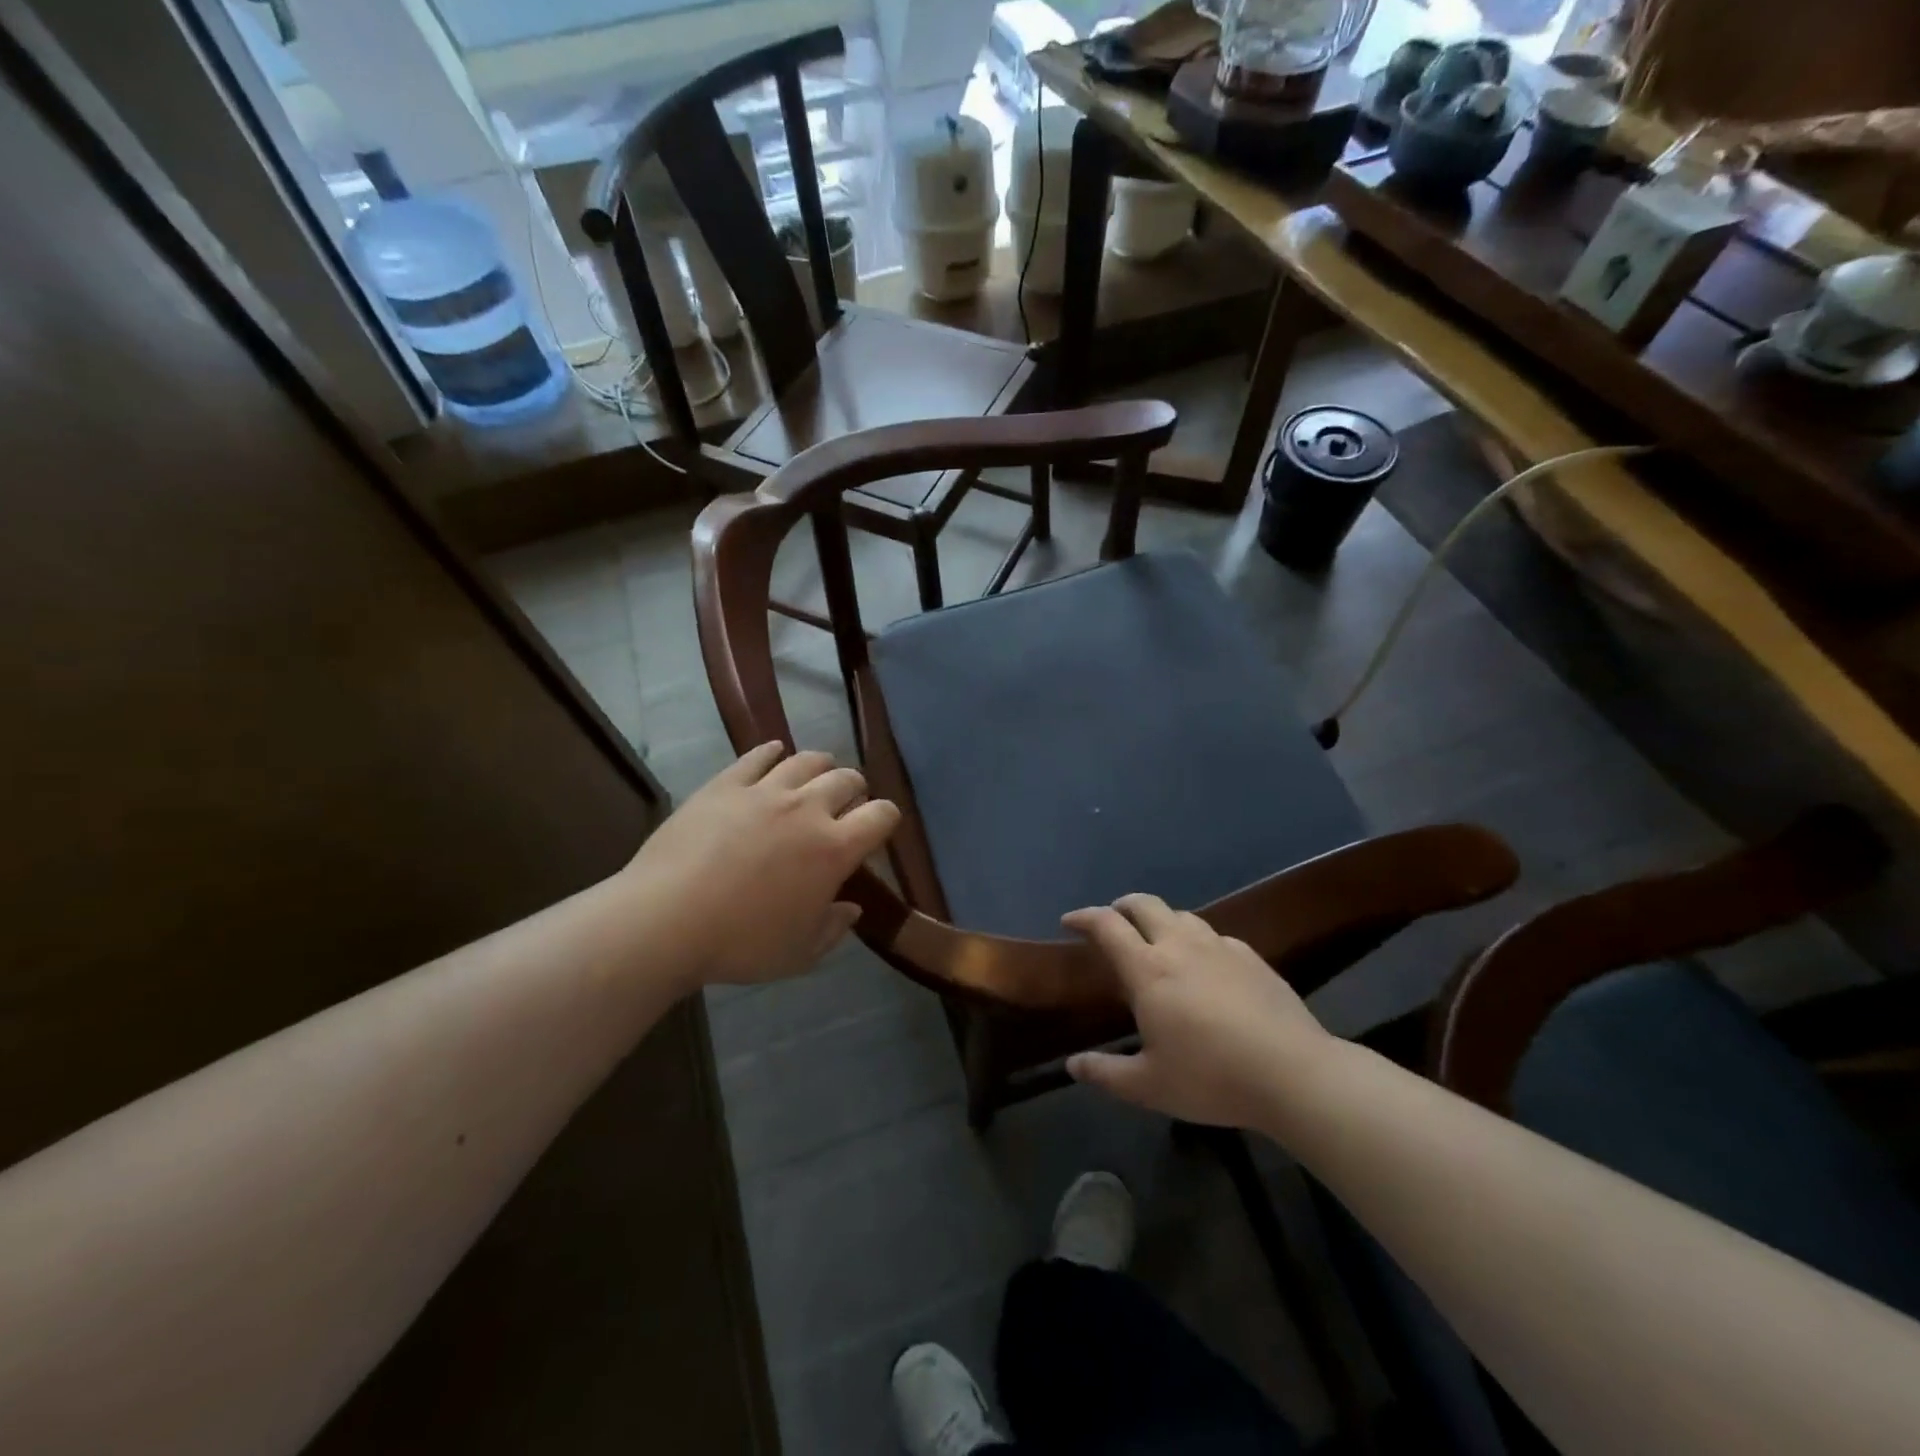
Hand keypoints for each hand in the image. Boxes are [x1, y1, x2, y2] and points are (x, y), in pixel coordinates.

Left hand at [623, 743, 899, 988]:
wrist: (666, 920)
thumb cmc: (741, 944)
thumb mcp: (799, 953)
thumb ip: (833, 928)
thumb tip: (851, 908)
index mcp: (834, 849)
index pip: (881, 815)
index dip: (886, 818)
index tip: (878, 828)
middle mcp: (807, 809)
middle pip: (847, 779)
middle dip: (854, 789)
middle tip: (845, 804)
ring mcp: (765, 791)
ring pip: (807, 760)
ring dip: (820, 766)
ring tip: (815, 776)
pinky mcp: (726, 784)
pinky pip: (758, 756)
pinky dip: (772, 751)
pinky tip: (774, 753)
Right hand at [1062, 894, 1332, 1129]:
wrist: (1294, 1073)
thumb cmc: (1211, 1077)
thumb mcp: (1149, 1086)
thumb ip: (1106, 1073)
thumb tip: (1072, 1065)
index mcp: (1148, 970)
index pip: (1107, 926)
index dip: (1084, 917)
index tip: (1069, 922)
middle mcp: (1180, 946)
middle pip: (1144, 904)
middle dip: (1121, 906)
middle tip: (1111, 921)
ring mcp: (1220, 947)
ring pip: (1181, 915)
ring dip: (1160, 919)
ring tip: (1156, 940)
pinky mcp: (1252, 957)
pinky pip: (1214, 936)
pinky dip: (1197, 940)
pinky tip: (1205, 964)